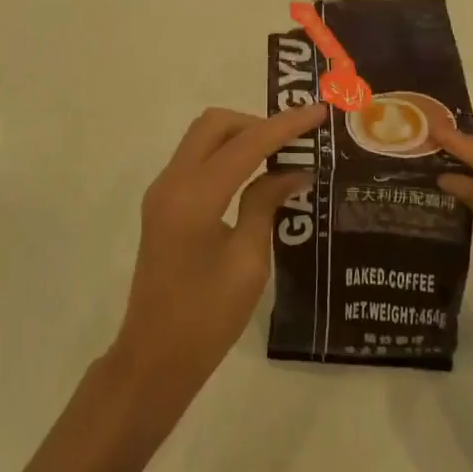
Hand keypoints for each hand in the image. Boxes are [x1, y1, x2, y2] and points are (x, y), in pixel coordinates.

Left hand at [108, 104, 325, 406]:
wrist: (153, 359)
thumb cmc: (207, 319)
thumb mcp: (248, 262)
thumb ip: (266, 204)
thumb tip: (293, 170)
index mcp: (195, 196)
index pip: (246, 144)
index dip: (285, 125)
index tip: (318, 112)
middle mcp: (172, 181)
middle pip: (215, 124)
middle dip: (256, 123)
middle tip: (294, 140)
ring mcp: (162, 190)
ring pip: (202, 137)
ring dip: (240, 136)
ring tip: (280, 152)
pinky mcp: (162, 203)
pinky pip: (196, 159)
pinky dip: (225, 154)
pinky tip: (254, 173)